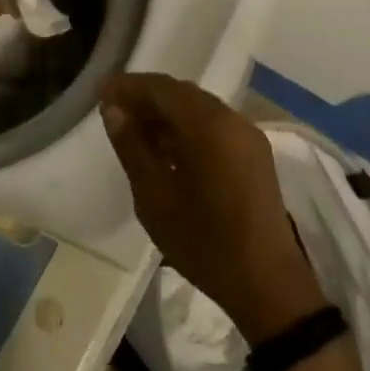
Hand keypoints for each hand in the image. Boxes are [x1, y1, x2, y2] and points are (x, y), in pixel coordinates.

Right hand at [101, 73, 324, 342]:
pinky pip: (214, 126)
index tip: (102, 93)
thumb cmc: (204, 241)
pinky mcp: (254, 153)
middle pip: (181, 94)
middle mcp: (231, 118)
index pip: (161, 87)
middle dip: (147, 99)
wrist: (267, 283)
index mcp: (208, 123)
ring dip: (166, 114)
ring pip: (198, 109)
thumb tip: (113, 110)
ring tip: (135, 134)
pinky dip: (187, 128)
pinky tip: (166, 151)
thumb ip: (131, 147)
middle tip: (114, 113)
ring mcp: (247, 134)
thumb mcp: (154, 197)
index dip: (129, 86)